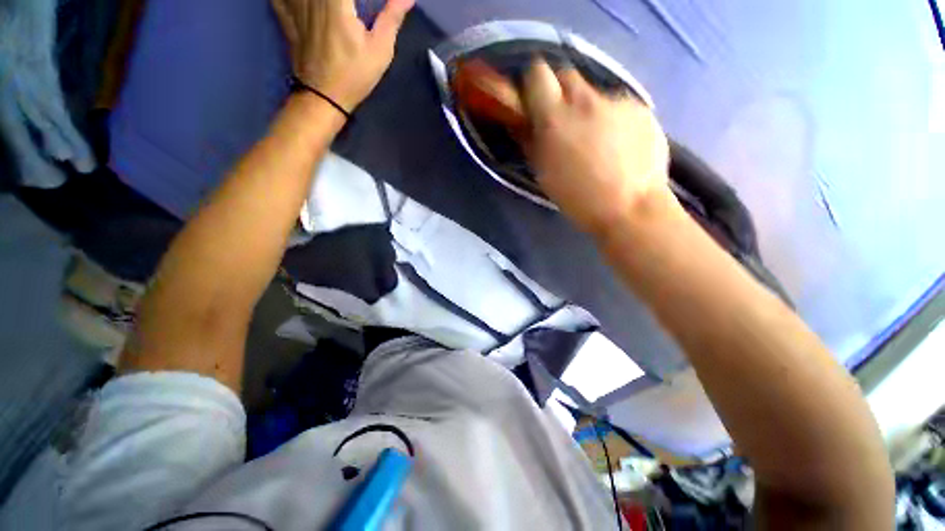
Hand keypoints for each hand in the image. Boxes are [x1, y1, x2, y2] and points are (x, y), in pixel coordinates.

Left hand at [272, 0, 413, 111]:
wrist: (324, 96)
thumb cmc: (355, 74)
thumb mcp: (380, 50)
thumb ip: (391, 17)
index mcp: (335, 0)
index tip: (366, 7)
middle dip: (344, 3)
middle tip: (352, 12)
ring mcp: (294, 4)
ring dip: (320, 2)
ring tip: (335, 12)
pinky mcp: (285, 15)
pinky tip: (303, 5)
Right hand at [521, 60, 670, 235]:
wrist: (630, 207)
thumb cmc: (578, 198)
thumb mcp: (544, 173)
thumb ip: (530, 142)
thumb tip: (522, 123)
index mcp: (555, 118)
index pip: (537, 73)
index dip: (534, 83)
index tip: (535, 100)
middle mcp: (585, 100)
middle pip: (567, 75)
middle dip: (560, 93)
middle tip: (563, 121)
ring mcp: (617, 101)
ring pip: (594, 93)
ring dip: (588, 110)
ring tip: (597, 142)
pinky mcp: (640, 108)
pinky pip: (618, 106)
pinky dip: (613, 120)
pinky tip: (620, 146)